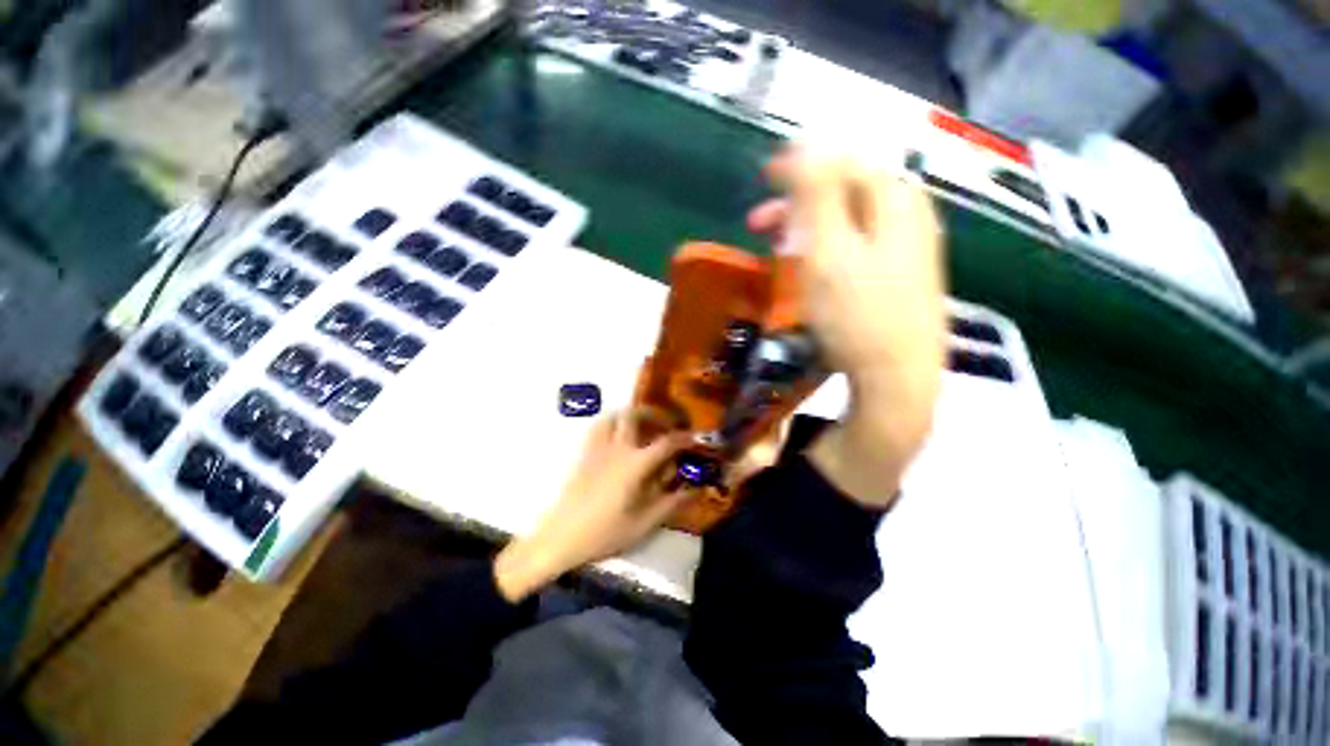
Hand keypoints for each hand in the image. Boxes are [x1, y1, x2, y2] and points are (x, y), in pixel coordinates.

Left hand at [493, 411, 691, 601]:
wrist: (559, 538)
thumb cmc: (603, 533)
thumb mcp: (643, 524)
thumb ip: (670, 504)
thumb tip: (693, 490)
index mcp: (634, 465)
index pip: (665, 443)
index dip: (683, 438)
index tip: (693, 438)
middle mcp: (616, 449)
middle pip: (633, 415)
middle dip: (653, 413)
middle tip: (664, 423)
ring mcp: (597, 449)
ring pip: (612, 416)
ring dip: (630, 415)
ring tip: (641, 426)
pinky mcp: (584, 455)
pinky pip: (598, 428)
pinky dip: (612, 424)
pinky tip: (617, 439)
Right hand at [749, 147, 946, 506]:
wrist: (897, 376)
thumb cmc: (856, 313)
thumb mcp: (828, 249)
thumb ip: (818, 192)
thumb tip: (808, 142)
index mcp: (894, 200)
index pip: (843, 161)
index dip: (801, 163)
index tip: (765, 175)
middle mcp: (908, 215)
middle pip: (845, 191)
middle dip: (797, 201)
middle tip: (759, 224)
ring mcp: (908, 247)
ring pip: (849, 219)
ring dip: (808, 226)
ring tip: (776, 247)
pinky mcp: (900, 275)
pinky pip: (857, 244)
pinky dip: (826, 246)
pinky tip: (809, 266)